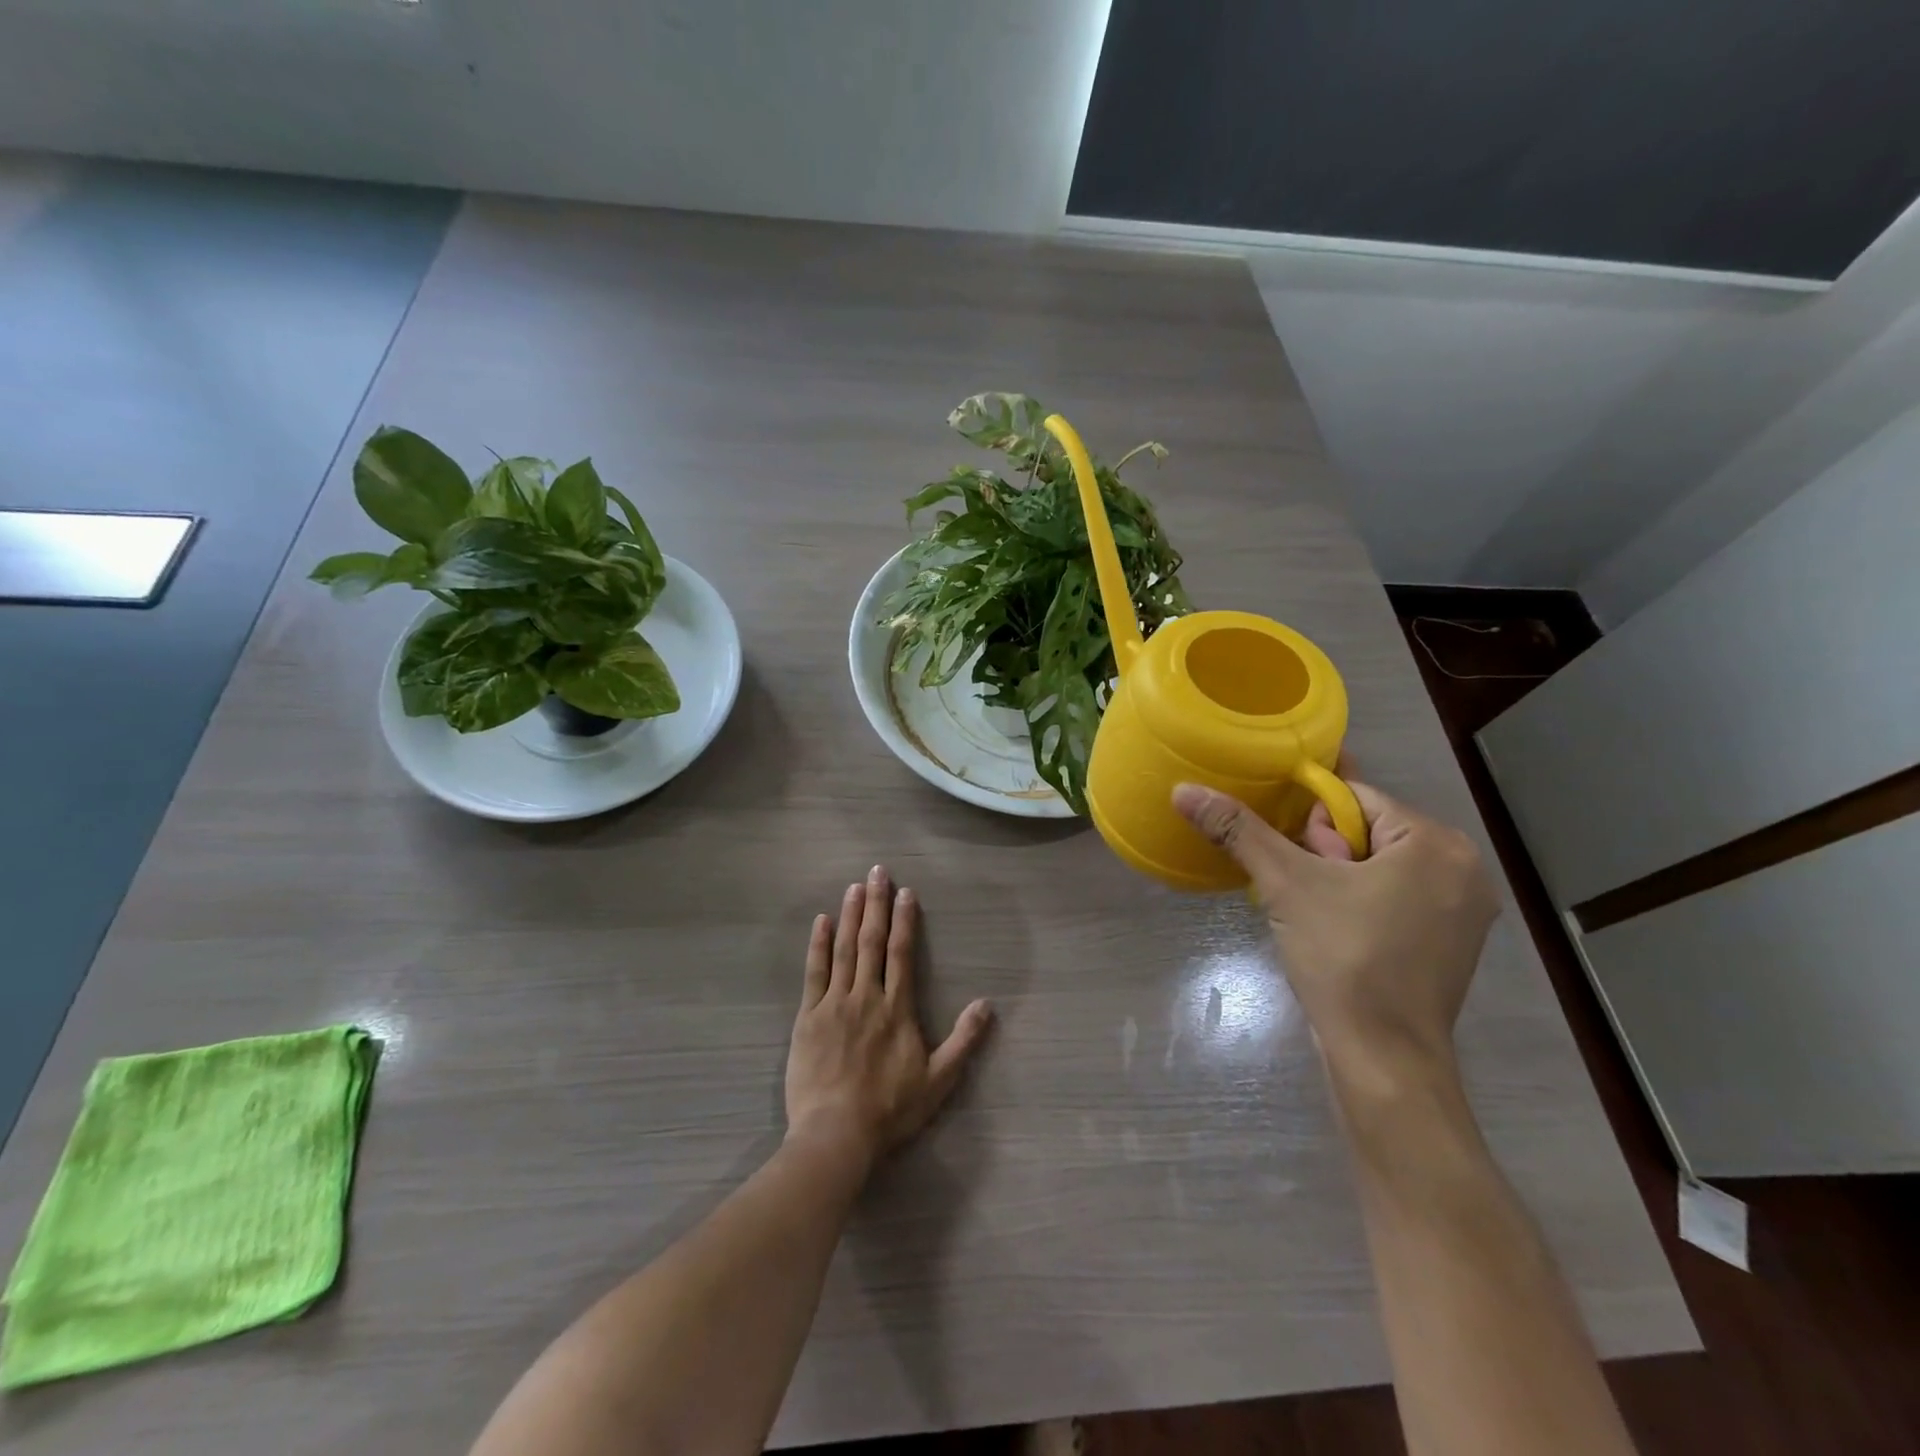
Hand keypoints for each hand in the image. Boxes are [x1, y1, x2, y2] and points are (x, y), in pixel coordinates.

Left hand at [784, 865, 993, 1164]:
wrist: (836, 1133)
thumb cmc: (890, 1109)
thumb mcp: (938, 1080)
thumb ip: (963, 1041)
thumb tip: (987, 1005)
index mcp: (897, 1008)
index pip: (902, 953)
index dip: (905, 920)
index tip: (905, 892)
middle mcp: (867, 995)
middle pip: (872, 941)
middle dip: (876, 904)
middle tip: (877, 871)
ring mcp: (835, 1003)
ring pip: (843, 949)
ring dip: (849, 915)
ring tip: (854, 887)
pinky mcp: (808, 1016)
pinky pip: (814, 972)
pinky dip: (817, 945)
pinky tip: (821, 922)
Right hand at [1173, 780, 1498, 1085]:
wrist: (1383, 1059)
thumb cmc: (1344, 959)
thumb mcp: (1285, 884)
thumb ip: (1238, 829)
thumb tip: (1184, 790)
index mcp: (1437, 843)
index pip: (1356, 798)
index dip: (1312, 823)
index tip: (1295, 859)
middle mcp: (1464, 868)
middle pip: (1368, 830)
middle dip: (1326, 854)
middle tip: (1308, 895)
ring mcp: (1463, 910)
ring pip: (1379, 865)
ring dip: (1338, 879)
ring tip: (1317, 916)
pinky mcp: (1452, 943)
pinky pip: (1396, 897)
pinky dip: (1361, 903)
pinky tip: (1338, 932)